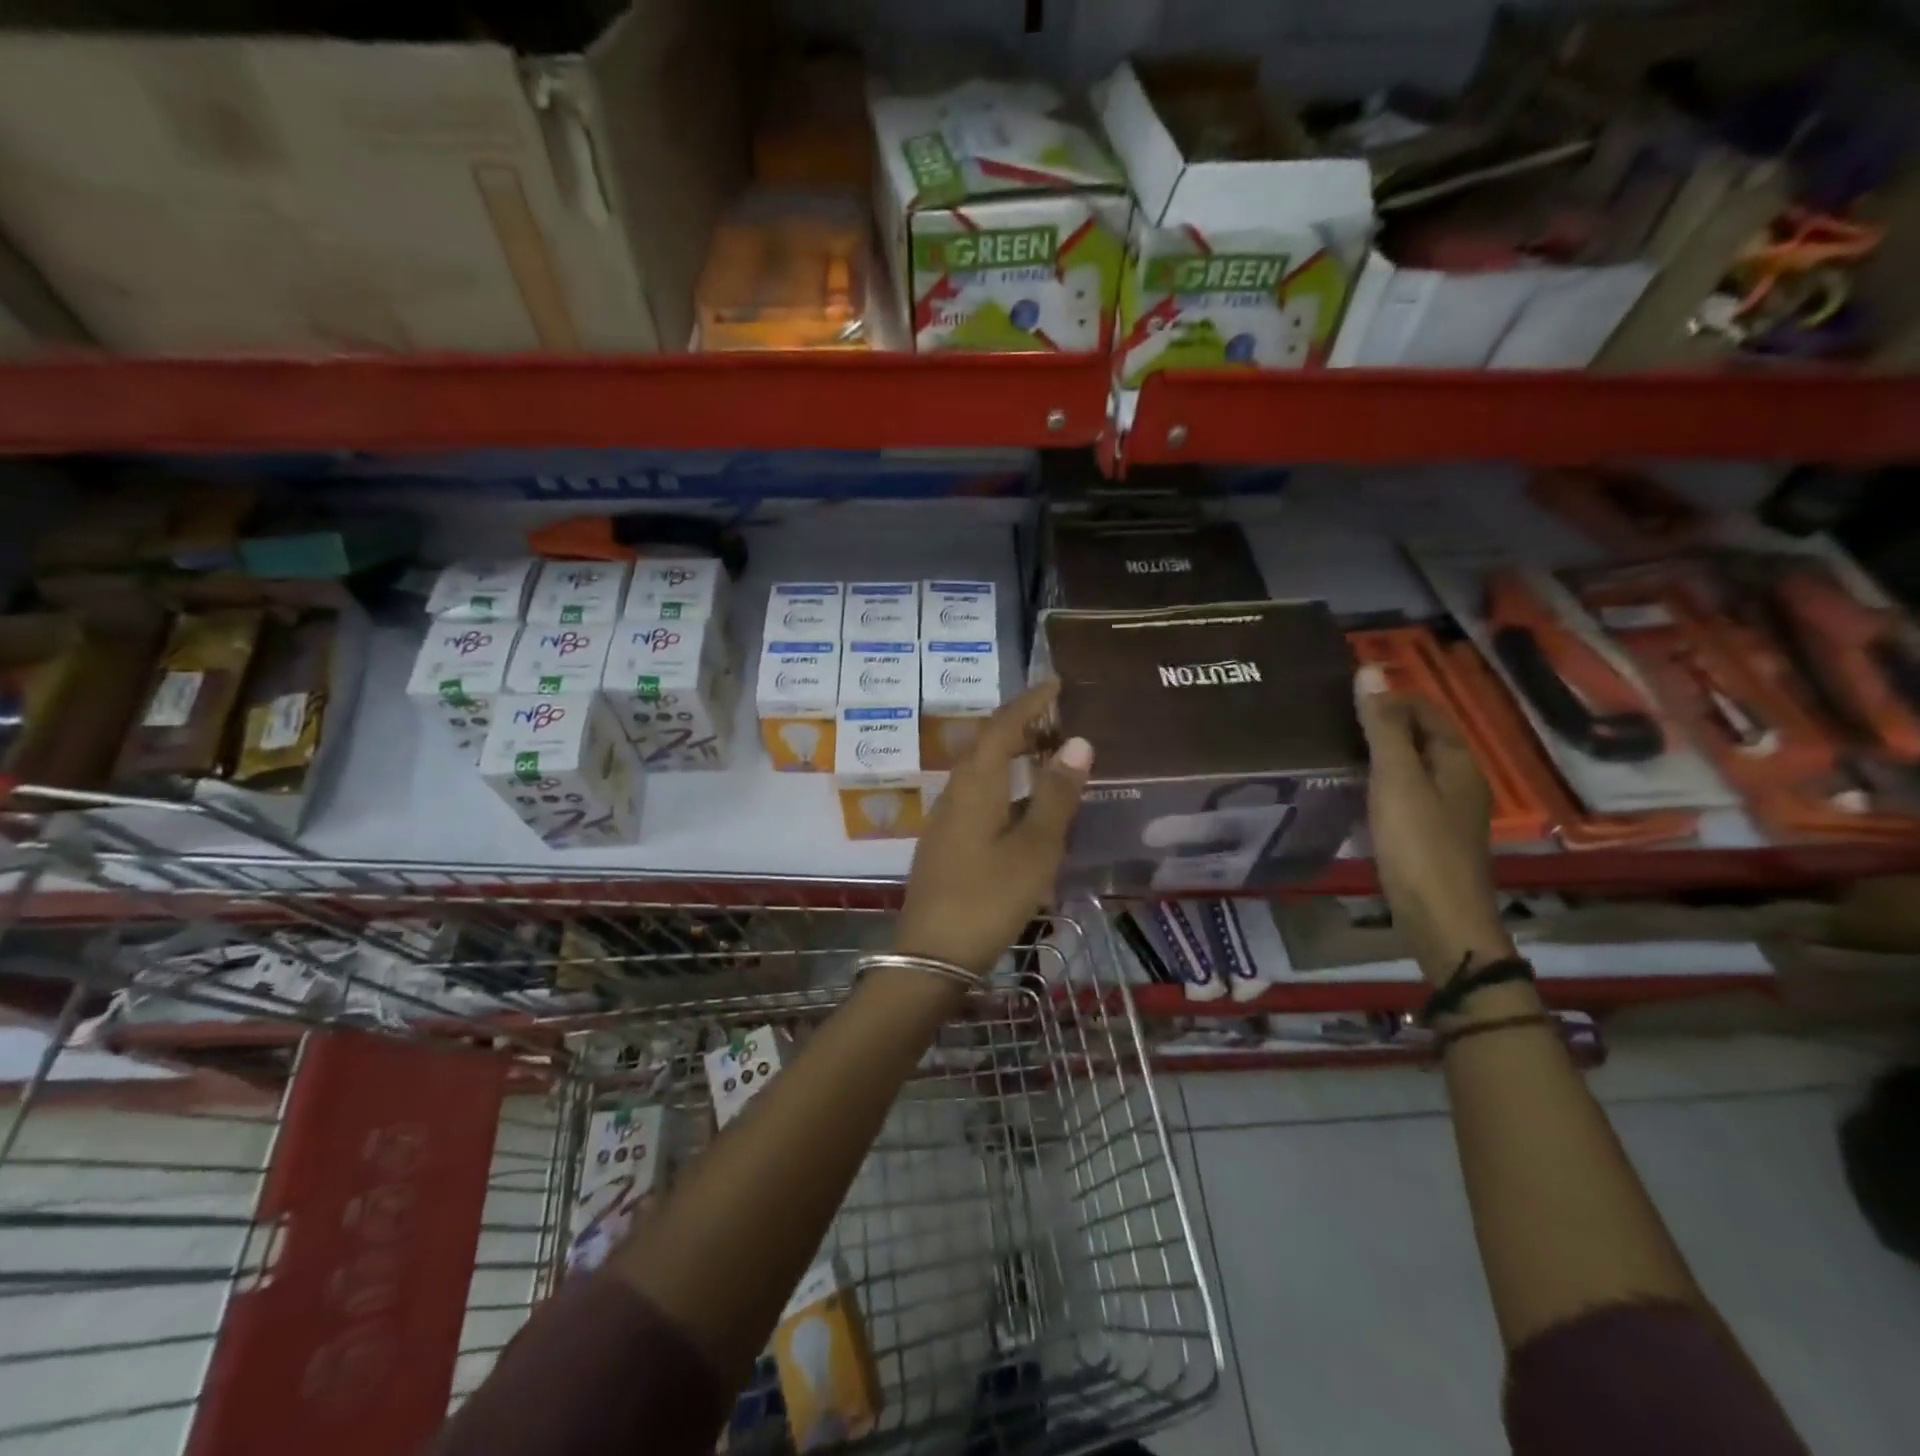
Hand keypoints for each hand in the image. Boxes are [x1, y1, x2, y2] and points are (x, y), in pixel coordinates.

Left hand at [893, 680, 1093, 976]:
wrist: (931, 955)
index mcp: (975, 786)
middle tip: (1057, 717)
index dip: (1028, 702)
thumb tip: (1078, 742)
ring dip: (1012, 756)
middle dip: (1020, 725)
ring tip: (1047, 755)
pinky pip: (977, 797)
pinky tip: (1023, 806)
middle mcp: (955, 794)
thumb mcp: (1034, 849)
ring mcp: (946, 821)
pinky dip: (1004, 786)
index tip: (1056, 684)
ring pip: (980, 773)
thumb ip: (1056, 796)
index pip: (1001, 727)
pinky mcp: (946, 845)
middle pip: (986, 745)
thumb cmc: (988, 898)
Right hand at [1354, 665, 1513, 985]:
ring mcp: (1446, 810)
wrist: (1441, 919)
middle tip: (1330, 717)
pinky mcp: (1429, 836)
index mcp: (1456, 761)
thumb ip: (1382, 727)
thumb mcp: (1397, 780)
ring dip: (1379, 753)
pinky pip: (1404, 793)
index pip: (1425, 710)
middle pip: (1420, 737)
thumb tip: (1369, 669)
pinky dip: (1380, 781)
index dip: (1389, 697)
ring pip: (1411, 766)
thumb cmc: (1419, 845)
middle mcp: (1458, 780)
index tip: (1342, 693)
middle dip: (1382, 723)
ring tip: (1333, 747)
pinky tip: (1352, 789)